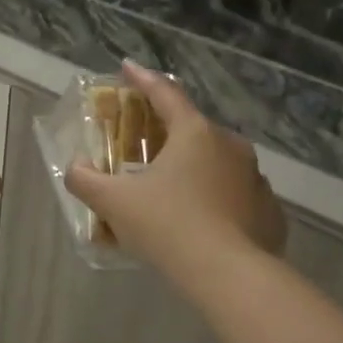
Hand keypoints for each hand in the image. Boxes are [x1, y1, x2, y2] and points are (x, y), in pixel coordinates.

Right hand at [64, 62, 286, 281]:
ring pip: (216, 162)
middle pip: (192, 128)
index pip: (164, 93)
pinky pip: (234, 194)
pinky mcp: (268, 210)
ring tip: (171, 189)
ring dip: (193, 167)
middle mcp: (230, 145)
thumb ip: (86, 179)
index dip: (142, 79)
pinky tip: (200, 220)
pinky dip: (215, 198)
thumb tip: (74, 167)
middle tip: (143, 142)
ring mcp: (255, 178)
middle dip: (165, 131)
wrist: (228, 275)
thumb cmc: (167, 226)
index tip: (126, 68)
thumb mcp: (113, 202)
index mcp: (194, 133)